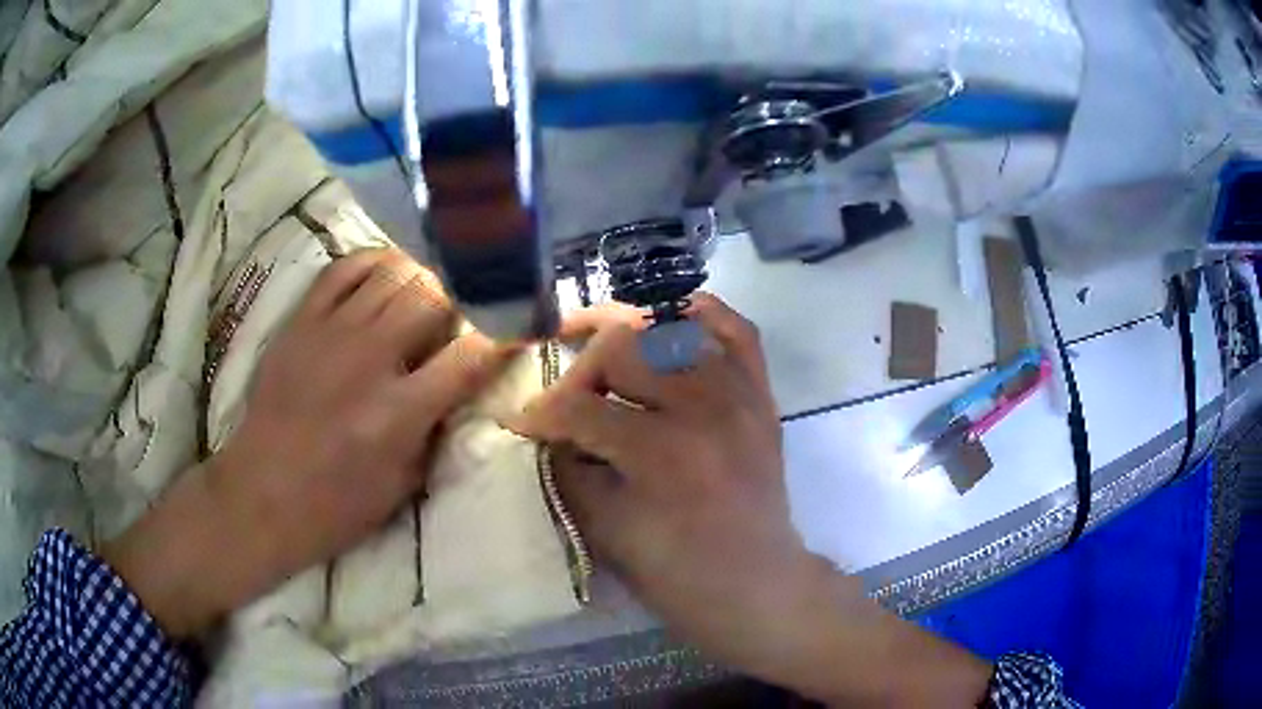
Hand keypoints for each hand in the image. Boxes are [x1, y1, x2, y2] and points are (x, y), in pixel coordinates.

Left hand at [105, 249, 514, 637]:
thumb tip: (460, 384)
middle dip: (464, 297)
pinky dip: (374, 262)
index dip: (506, 333)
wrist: (261, 495)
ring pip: (394, 272)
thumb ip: (436, 428)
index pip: (471, 353)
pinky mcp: (301, 321)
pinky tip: (387, 274)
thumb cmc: (336, 506)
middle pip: (433, 295)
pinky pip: (345, 268)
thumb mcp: (403, 485)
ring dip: (423, 275)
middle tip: (470, 307)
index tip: (520, 326)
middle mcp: (367, 360)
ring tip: (433, 288)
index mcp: (398, 413)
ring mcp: (329, 333)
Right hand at [508, 294, 989, 705]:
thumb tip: (552, 426)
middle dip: (581, 370)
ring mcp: (740, 393)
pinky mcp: (761, 394)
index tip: (522, 422)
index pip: (579, 406)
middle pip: (623, 346)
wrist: (756, 583)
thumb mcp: (602, 528)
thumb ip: (567, 466)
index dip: (539, 413)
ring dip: (630, 340)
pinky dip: (701, 316)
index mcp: (661, 452)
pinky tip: (669, 324)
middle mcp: (704, 407)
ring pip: (672, 326)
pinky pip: (735, 329)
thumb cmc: (676, 574)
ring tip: (607, 359)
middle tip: (569, 401)